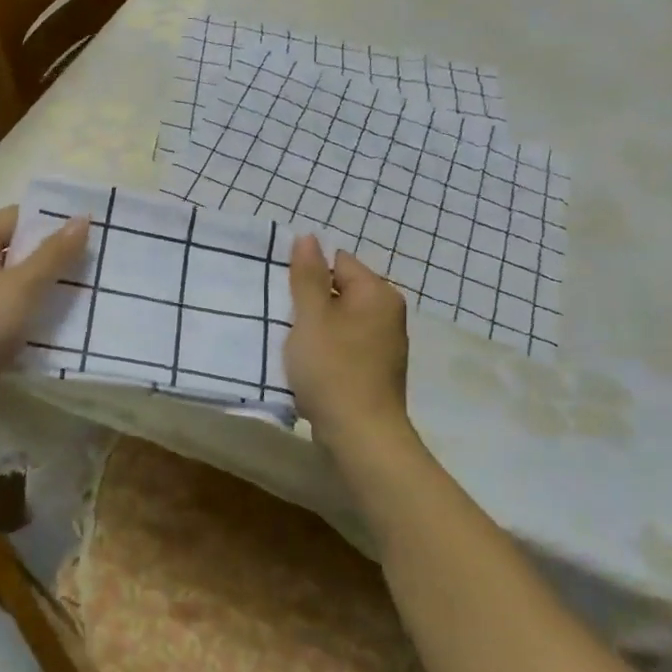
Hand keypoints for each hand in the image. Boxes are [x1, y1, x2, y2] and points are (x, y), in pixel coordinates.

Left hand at [0, 206, 87, 443]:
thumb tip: (82, 218)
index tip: (93, 233)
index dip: (54, 223)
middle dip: (57, 259)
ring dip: (49, 290)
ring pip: (18, 285)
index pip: (19, 217)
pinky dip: (35, 317)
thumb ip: (54, 254)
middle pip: (19, 251)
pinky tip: (67, 325)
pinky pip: (13, 314)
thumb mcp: (22, 286)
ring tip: (91, 293)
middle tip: (99, 264)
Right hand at [285, 235, 412, 451]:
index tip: (284, 295)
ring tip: (292, 344)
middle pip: (340, 291)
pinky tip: (309, 367)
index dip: (308, 274)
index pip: (338, 262)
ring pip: (341, 321)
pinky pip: (346, 346)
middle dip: (310, 302)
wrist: (361, 434)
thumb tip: (309, 237)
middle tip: (283, 318)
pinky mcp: (377, 370)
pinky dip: (327, 351)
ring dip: (316, 328)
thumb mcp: (311, 317)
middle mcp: (388, 313)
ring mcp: (385, 344)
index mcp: (377, 293)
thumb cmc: (332, 368)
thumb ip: (307, 276)